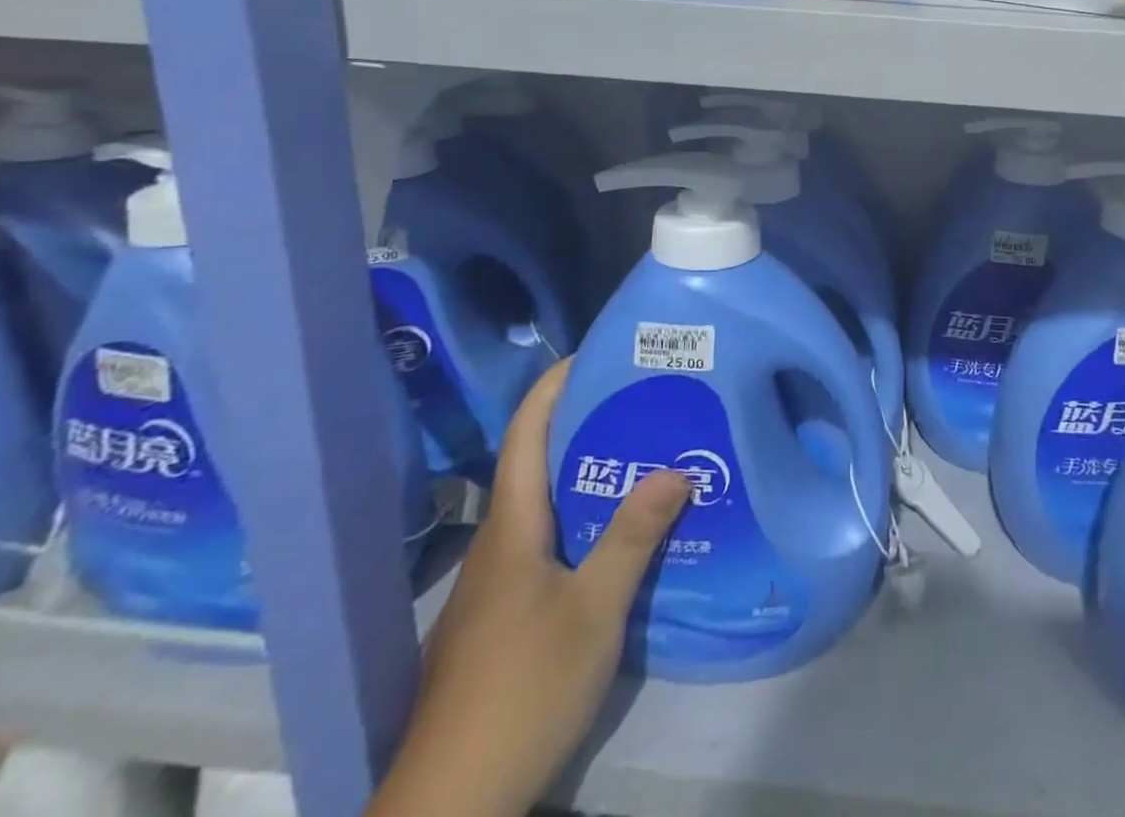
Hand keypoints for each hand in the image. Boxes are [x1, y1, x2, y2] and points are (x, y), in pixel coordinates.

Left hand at [368, 361, 689, 816]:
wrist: (448, 807)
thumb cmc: (523, 689)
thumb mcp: (594, 610)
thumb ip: (632, 536)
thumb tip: (675, 467)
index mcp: (511, 528)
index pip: (526, 433)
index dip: (554, 386)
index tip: (594, 353)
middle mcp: (496, 546)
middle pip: (534, 465)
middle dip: (583, 425)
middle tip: (640, 404)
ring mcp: (491, 588)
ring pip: (540, 508)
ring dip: (584, 476)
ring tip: (640, 460)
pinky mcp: (497, 620)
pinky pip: (542, 546)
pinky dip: (578, 521)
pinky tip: (612, 541)